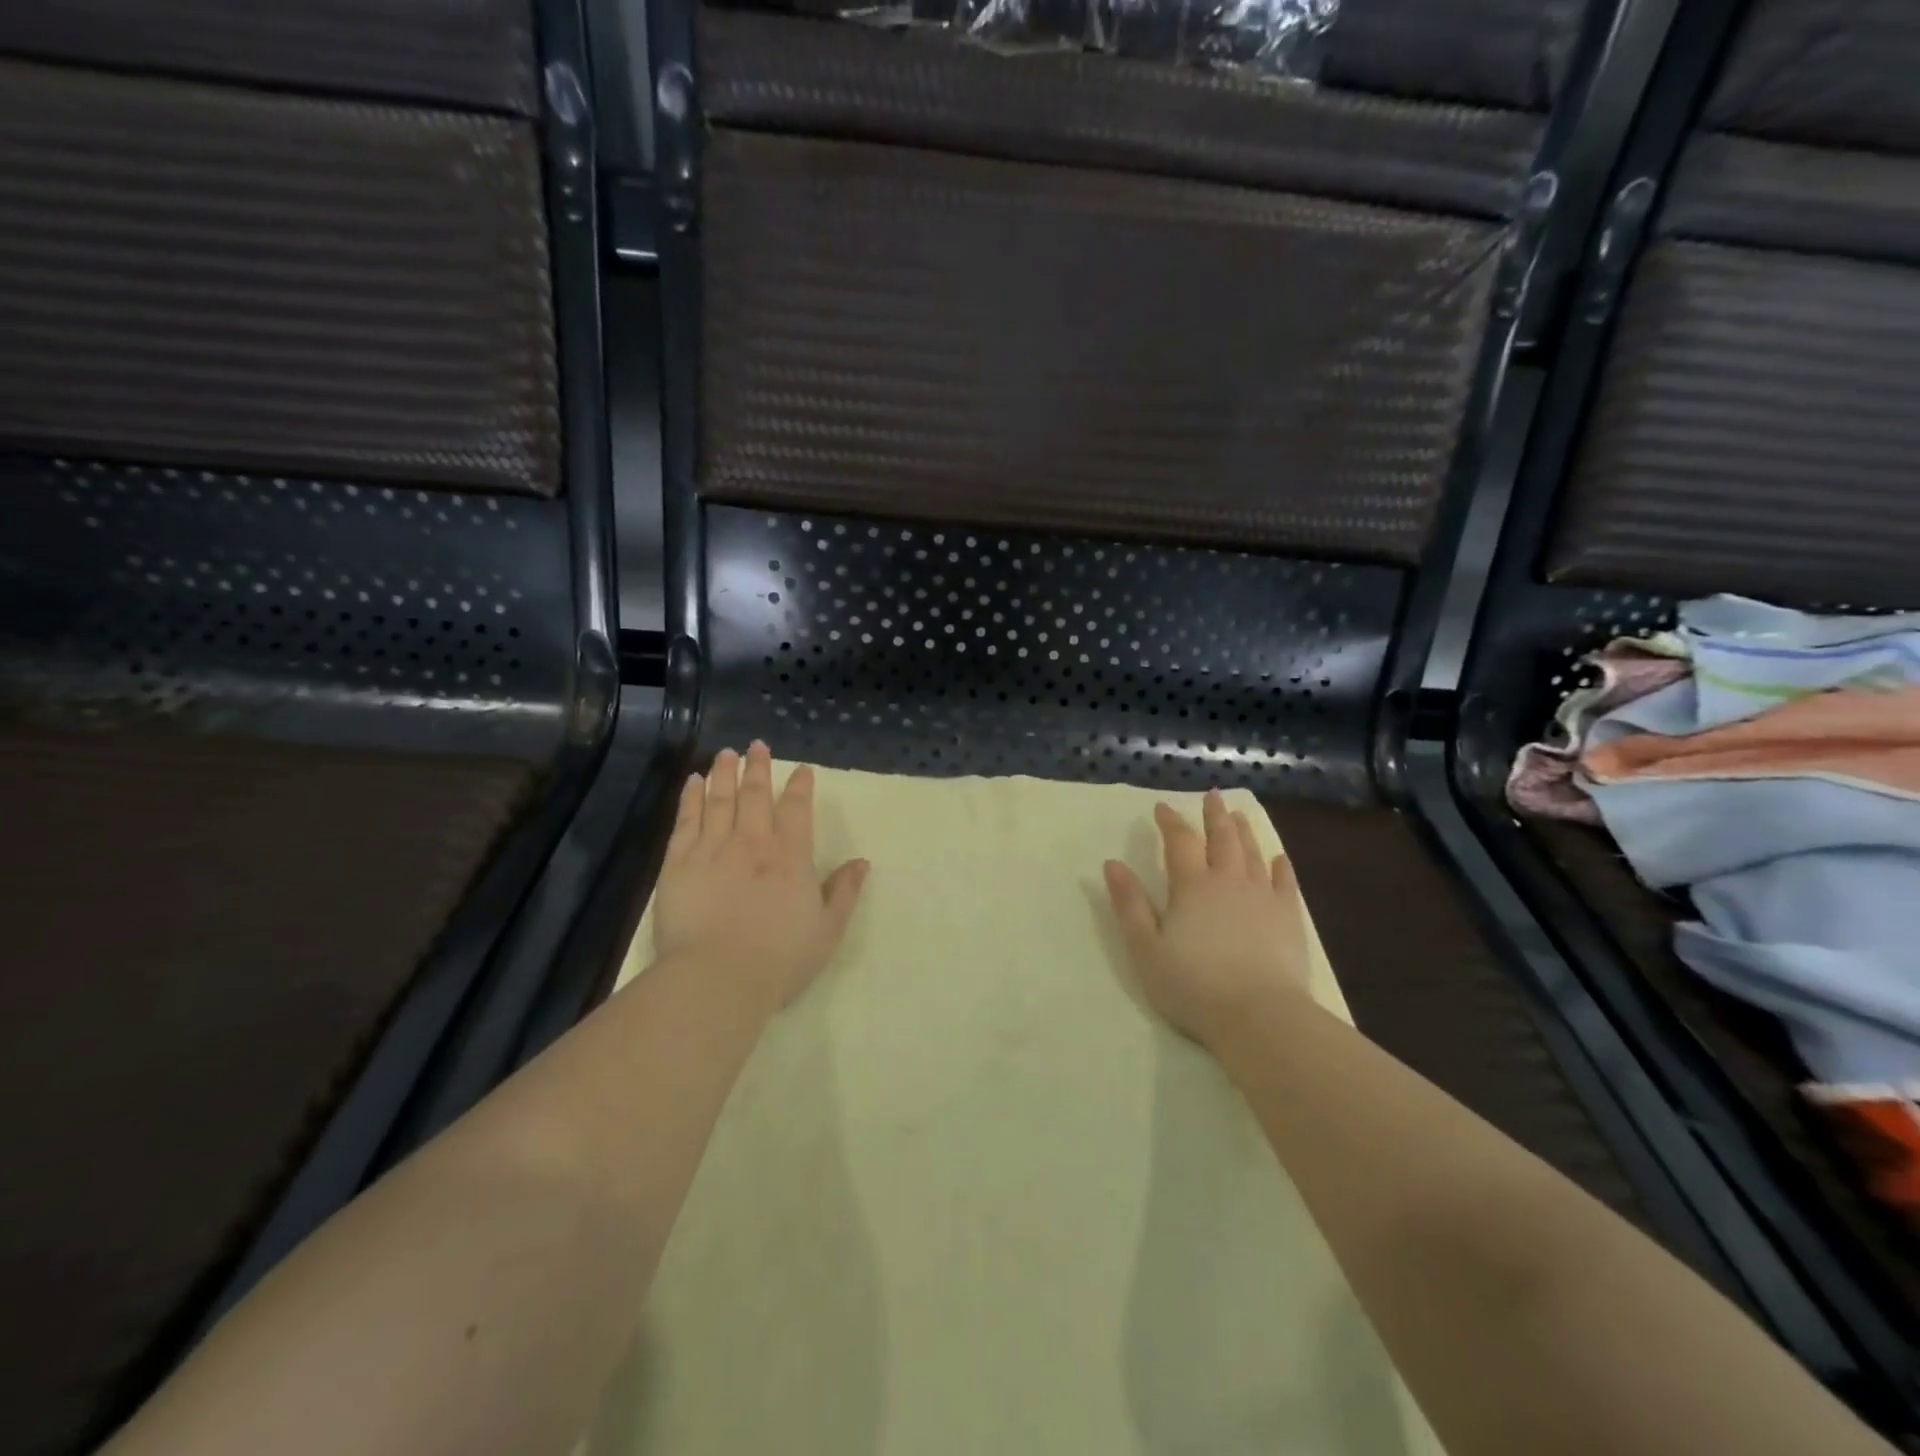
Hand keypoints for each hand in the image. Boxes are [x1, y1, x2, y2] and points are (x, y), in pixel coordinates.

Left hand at [653, 742, 868, 1013]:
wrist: (718, 979)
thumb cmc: (779, 959)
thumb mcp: (827, 930)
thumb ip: (844, 892)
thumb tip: (861, 862)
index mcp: (791, 856)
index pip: (797, 809)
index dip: (800, 786)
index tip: (801, 770)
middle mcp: (753, 842)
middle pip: (756, 794)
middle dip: (758, 767)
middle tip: (756, 745)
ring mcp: (713, 848)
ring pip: (720, 799)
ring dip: (724, 773)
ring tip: (726, 754)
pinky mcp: (679, 862)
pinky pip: (686, 820)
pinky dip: (691, 797)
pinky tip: (693, 782)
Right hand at [1103, 789, 1311, 1048]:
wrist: (1259, 1016)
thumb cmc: (1193, 985)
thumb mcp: (1145, 948)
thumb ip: (1129, 904)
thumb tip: (1112, 864)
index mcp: (1191, 886)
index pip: (1179, 842)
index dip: (1170, 821)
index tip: (1163, 807)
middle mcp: (1228, 881)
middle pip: (1221, 838)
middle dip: (1214, 815)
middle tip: (1212, 796)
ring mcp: (1262, 897)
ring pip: (1251, 853)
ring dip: (1243, 831)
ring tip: (1238, 815)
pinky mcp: (1288, 918)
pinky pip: (1285, 882)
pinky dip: (1280, 866)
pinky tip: (1278, 858)